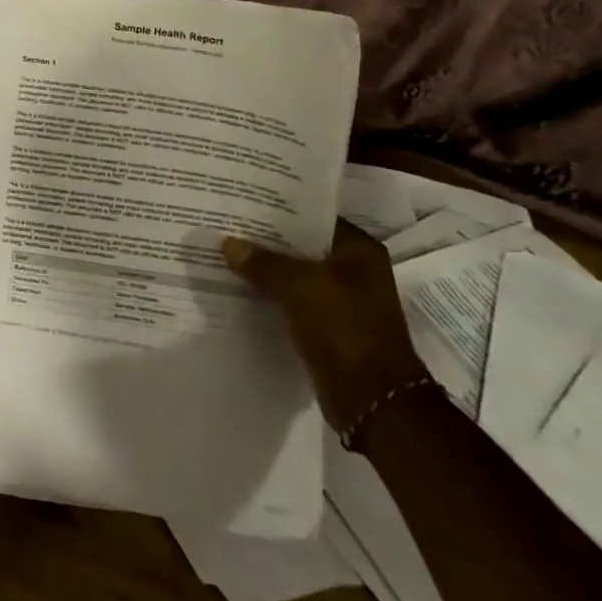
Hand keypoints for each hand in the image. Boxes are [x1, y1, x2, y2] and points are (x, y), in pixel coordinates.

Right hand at [223, 219, 428, 433]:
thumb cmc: (345, 330)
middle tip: (229, 224)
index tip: (246, 199)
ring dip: (268, 269)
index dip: (281, 208)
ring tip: (228, 252)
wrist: (373, 401)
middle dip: (269, 239)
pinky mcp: (330, 327)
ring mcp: (344, 301)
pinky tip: (241, 287)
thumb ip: (263, 263)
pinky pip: (294, 300)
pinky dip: (272, 295)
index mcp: (360, 252)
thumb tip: (228, 243)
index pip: (314, 216)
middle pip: (303, 246)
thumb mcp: (299, 287)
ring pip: (297, 274)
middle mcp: (356, 271)